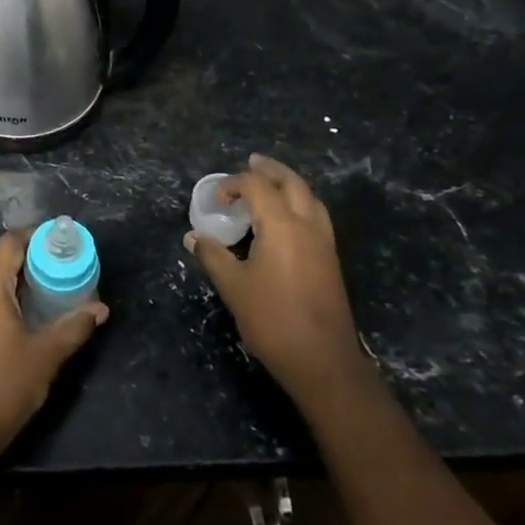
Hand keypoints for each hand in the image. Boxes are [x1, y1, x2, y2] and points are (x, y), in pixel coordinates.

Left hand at [0, 230, 108, 466]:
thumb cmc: (1, 387)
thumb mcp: (45, 357)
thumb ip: (74, 327)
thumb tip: (100, 308)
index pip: (11, 242)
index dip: (37, 236)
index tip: (64, 242)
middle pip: (0, 258)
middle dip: (32, 259)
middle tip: (65, 267)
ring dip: (17, 279)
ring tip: (51, 289)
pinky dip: (3, 295)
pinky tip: (25, 313)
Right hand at [185, 153, 358, 387]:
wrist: (323, 361)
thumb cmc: (273, 320)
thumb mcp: (233, 287)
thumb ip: (212, 256)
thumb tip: (193, 237)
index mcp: (282, 225)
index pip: (257, 186)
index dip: (233, 185)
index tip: (215, 200)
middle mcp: (308, 226)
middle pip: (292, 183)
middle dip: (270, 170)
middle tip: (250, 163)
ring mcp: (324, 243)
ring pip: (310, 198)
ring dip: (288, 185)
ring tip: (269, 185)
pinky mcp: (330, 260)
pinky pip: (315, 216)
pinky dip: (299, 204)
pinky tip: (284, 219)